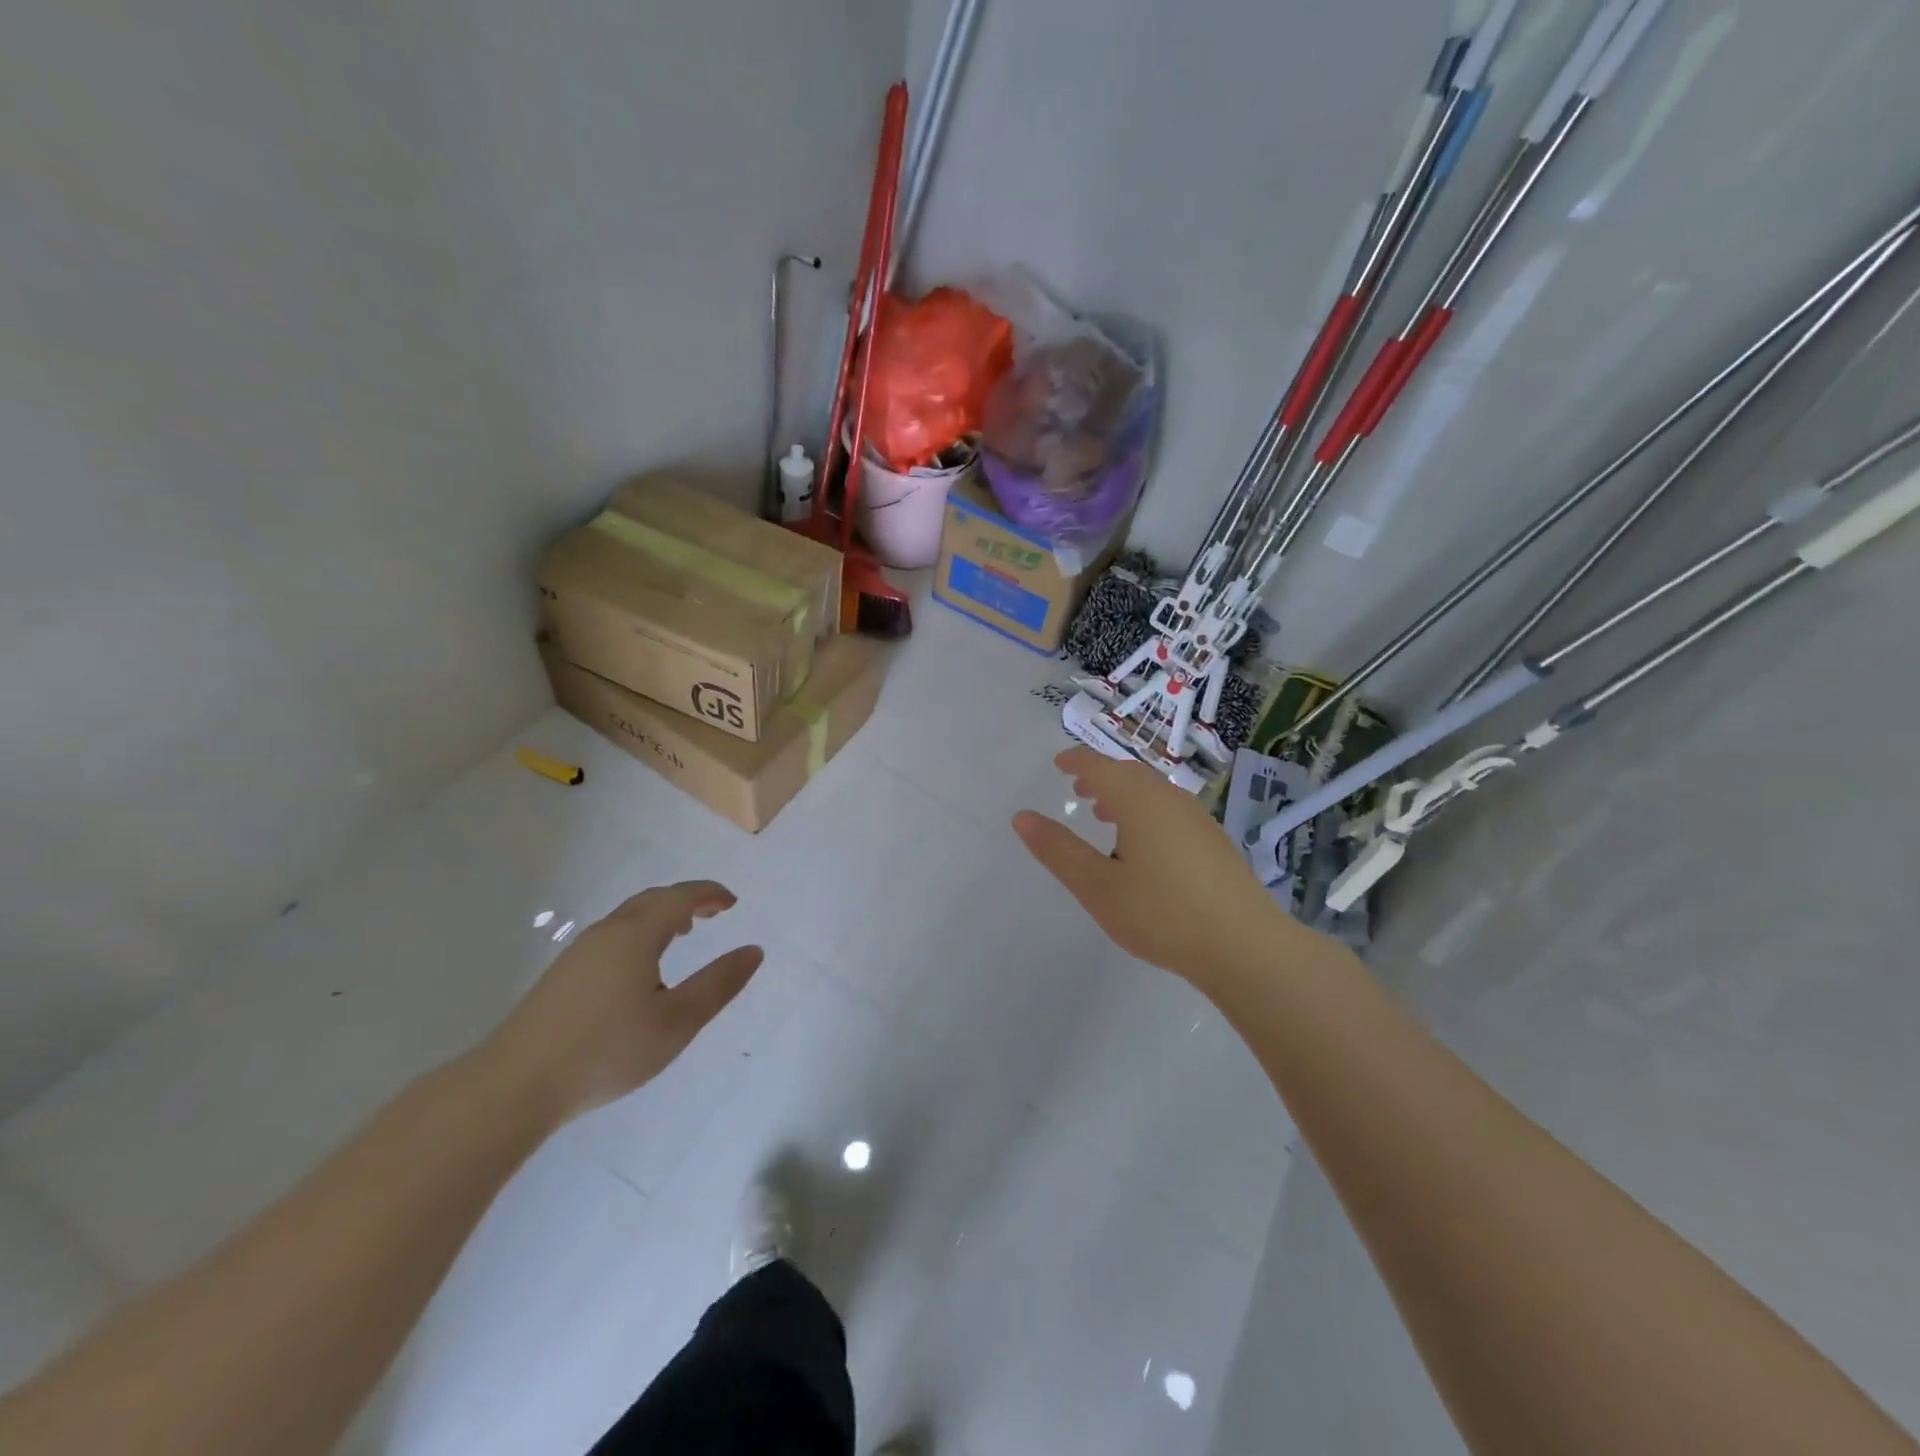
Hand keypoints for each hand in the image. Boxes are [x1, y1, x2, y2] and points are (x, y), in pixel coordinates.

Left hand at [484, 881, 763, 1124]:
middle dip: (686, 900)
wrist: (514, 1086)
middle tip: (713, 913)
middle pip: (652, 900)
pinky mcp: (562, 976)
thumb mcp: (677, 1022)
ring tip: (683, 934)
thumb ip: (718, 984)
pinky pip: (613, 936)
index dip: (709, 894)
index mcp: (636, 935)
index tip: (732, 903)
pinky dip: (640, 934)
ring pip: (629, 918)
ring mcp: (579, 954)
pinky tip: (641, 968)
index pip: (679, 897)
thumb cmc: (606, 1051)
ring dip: (662, 917)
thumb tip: (754, 951)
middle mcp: (606, 933)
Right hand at [1013, 748, 1314, 990]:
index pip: (1099, 766)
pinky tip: (1144, 848)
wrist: (1245, 946)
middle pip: (1129, 774)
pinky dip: (1146, 813)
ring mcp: (1197, 819)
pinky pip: (1170, 811)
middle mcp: (1170, 799)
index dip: (1076, 761)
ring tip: (1105, 817)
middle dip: (1101, 777)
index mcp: (1138, 800)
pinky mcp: (1214, 843)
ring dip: (1124, 796)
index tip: (1058, 764)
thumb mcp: (1097, 886)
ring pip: (1153, 793)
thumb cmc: (1162, 913)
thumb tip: (1021, 817)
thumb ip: (1058, 850)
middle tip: (1078, 790)